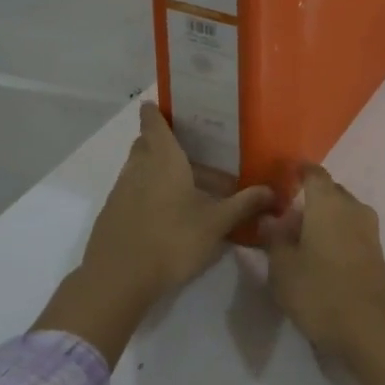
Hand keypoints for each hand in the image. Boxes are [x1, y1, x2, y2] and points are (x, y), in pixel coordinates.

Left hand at [32, 102, 271, 365]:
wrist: (118, 279)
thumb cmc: (171, 240)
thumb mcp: (215, 224)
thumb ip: (243, 204)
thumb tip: (272, 190)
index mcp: (163, 159)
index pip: (153, 122)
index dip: (156, 112)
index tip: (162, 105)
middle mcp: (138, 168)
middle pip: (146, 144)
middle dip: (163, 143)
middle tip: (190, 151)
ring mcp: (120, 191)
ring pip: (138, 169)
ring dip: (157, 171)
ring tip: (185, 187)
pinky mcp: (112, 214)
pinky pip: (132, 192)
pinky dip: (147, 193)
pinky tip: (167, 215)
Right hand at [259, 165, 384, 359]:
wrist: (372, 329)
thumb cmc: (320, 291)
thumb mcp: (283, 268)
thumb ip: (274, 238)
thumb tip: (270, 218)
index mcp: (328, 202)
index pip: (313, 173)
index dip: (298, 172)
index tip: (283, 177)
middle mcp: (352, 207)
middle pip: (329, 192)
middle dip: (309, 199)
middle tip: (285, 216)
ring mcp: (369, 229)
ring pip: (342, 212)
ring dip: (323, 218)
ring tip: (300, 239)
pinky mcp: (376, 252)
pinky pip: (351, 230)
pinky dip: (336, 234)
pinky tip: (319, 255)